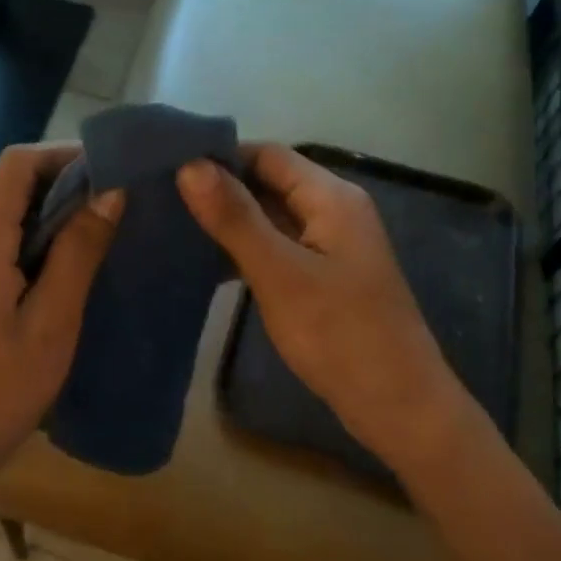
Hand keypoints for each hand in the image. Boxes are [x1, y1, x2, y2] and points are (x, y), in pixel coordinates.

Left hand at [0, 143, 122, 477]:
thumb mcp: (53, 320)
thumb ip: (79, 250)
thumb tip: (110, 192)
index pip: (17, 164)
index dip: (64, 155)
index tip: (112, 169)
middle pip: (9, 184)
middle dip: (64, 184)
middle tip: (118, 203)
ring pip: (3, 211)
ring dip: (49, 214)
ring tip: (102, 230)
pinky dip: (30, 238)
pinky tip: (65, 263)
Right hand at [177, 145, 465, 468]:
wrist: (397, 406)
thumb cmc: (338, 334)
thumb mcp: (279, 272)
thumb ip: (234, 218)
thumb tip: (189, 164)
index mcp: (331, 197)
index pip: (267, 154)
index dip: (220, 158)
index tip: (169, 171)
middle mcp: (334, 210)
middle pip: (270, 182)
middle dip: (220, 190)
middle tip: (163, 201)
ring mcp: (331, 245)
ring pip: (271, 217)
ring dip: (230, 222)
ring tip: (175, 229)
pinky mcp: (325, 276)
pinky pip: (278, 247)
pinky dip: (246, 250)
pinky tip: (208, 265)